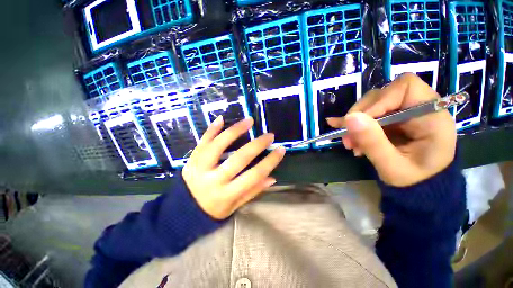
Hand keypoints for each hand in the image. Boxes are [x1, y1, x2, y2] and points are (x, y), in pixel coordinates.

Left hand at [182, 116, 285, 218]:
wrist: (182, 211)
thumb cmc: (212, 210)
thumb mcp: (234, 206)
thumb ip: (253, 191)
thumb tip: (272, 178)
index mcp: (226, 194)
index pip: (254, 176)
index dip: (269, 162)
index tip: (281, 150)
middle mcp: (213, 179)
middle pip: (239, 158)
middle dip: (257, 145)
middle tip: (269, 135)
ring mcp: (200, 167)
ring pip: (219, 144)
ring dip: (235, 130)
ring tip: (249, 121)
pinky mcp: (192, 159)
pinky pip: (202, 141)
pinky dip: (212, 129)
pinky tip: (222, 119)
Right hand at [327, 73, 455, 186]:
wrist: (419, 187)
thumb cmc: (413, 180)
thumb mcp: (392, 166)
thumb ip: (373, 142)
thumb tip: (350, 118)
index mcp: (432, 116)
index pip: (405, 88)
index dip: (379, 101)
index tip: (359, 121)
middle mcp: (418, 108)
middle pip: (382, 95)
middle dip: (360, 115)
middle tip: (348, 137)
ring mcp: (403, 112)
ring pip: (371, 104)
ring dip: (355, 122)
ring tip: (349, 143)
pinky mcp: (392, 118)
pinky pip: (369, 114)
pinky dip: (354, 123)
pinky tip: (342, 130)